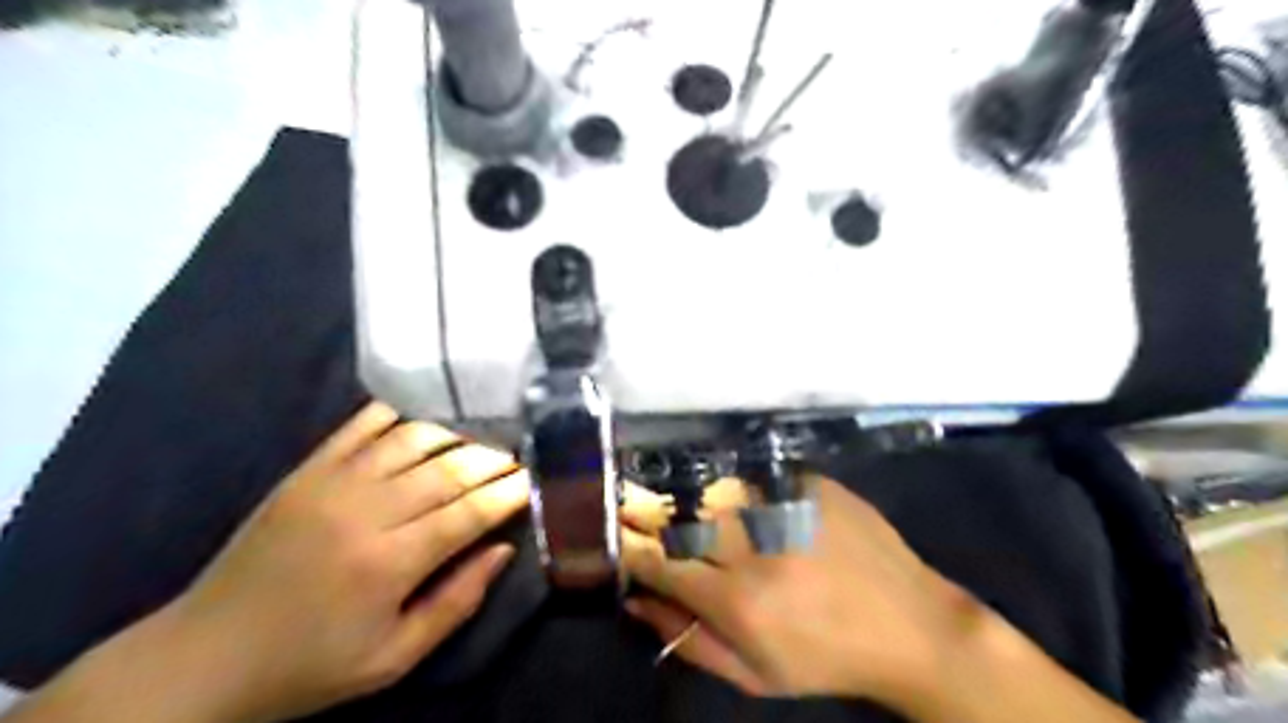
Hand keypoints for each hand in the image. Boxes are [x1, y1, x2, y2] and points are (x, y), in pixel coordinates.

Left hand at [150, 402, 528, 722]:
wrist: (205, 657)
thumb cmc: (309, 666)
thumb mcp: (394, 658)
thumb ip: (456, 603)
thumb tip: (503, 550)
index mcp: (389, 563)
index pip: (469, 513)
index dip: (508, 493)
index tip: (533, 480)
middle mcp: (366, 512)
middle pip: (448, 469)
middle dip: (492, 460)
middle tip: (515, 459)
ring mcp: (332, 483)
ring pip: (412, 439)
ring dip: (455, 435)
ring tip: (478, 442)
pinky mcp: (306, 471)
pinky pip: (362, 426)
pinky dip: (399, 415)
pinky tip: (424, 419)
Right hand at [620, 474, 976, 706]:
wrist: (910, 626)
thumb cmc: (827, 660)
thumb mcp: (755, 676)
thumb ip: (689, 641)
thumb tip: (638, 603)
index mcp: (738, 599)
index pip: (660, 563)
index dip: (634, 552)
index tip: (626, 546)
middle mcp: (756, 546)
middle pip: (681, 519)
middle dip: (656, 520)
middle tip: (652, 521)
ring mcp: (787, 507)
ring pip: (716, 492)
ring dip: (699, 503)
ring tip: (704, 515)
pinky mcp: (812, 484)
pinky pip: (759, 478)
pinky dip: (742, 489)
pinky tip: (751, 503)